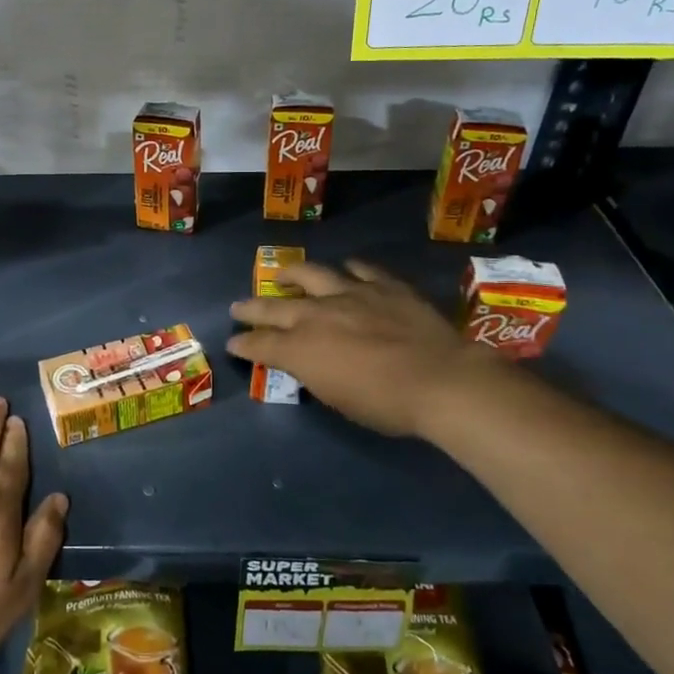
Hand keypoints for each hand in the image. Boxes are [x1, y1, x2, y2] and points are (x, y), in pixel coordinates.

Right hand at [227, 258, 505, 439]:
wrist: (441, 381)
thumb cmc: (386, 405)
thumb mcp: (338, 400)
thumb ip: (315, 375)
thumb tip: (308, 363)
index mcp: (301, 349)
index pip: (260, 344)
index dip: (244, 344)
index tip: (233, 342)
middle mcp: (317, 314)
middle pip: (274, 307)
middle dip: (251, 308)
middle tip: (238, 307)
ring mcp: (351, 293)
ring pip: (312, 274)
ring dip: (292, 274)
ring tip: (284, 274)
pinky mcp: (383, 285)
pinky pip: (361, 269)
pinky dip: (349, 269)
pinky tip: (346, 268)